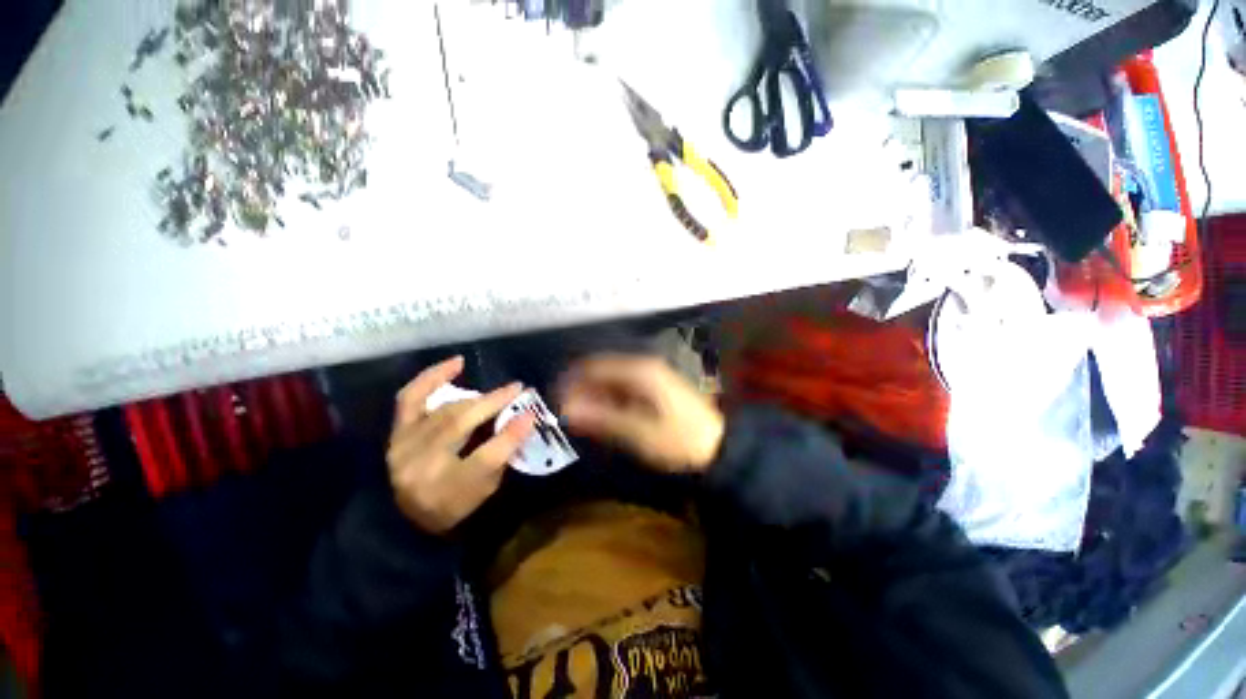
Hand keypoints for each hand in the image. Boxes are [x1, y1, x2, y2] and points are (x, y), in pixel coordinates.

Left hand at [387, 356, 534, 534]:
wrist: (405, 515)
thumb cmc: (455, 504)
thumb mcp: (487, 488)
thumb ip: (504, 454)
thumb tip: (525, 418)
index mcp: (446, 491)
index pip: (484, 459)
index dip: (510, 435)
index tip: (532, 414)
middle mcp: (419, 465)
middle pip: (460, 425)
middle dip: (494, 403)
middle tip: (518, 389)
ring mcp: (403, 445)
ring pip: (445, 410)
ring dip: (476, 397)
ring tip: (500, 392)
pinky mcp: (397, 431)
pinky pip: (412, 396)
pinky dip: (434, 376)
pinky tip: (457, 363)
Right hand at [559, 354, 724, 473]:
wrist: (719, 448)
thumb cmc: (679, 440)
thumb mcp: (638, 432)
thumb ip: (601, 418)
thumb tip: (566, 409)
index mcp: (640, 371)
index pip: (596, 366)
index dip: (573, 380)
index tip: (554, 399)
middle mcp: (644, 367)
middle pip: (603, 372)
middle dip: (582, 389)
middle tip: (565, 413)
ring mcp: (652, 378)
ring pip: (613, 381)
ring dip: (595, 396)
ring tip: (579, 417)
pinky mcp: (656, 390)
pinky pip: (624, 390)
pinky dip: (610, 401)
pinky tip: (602, 416)